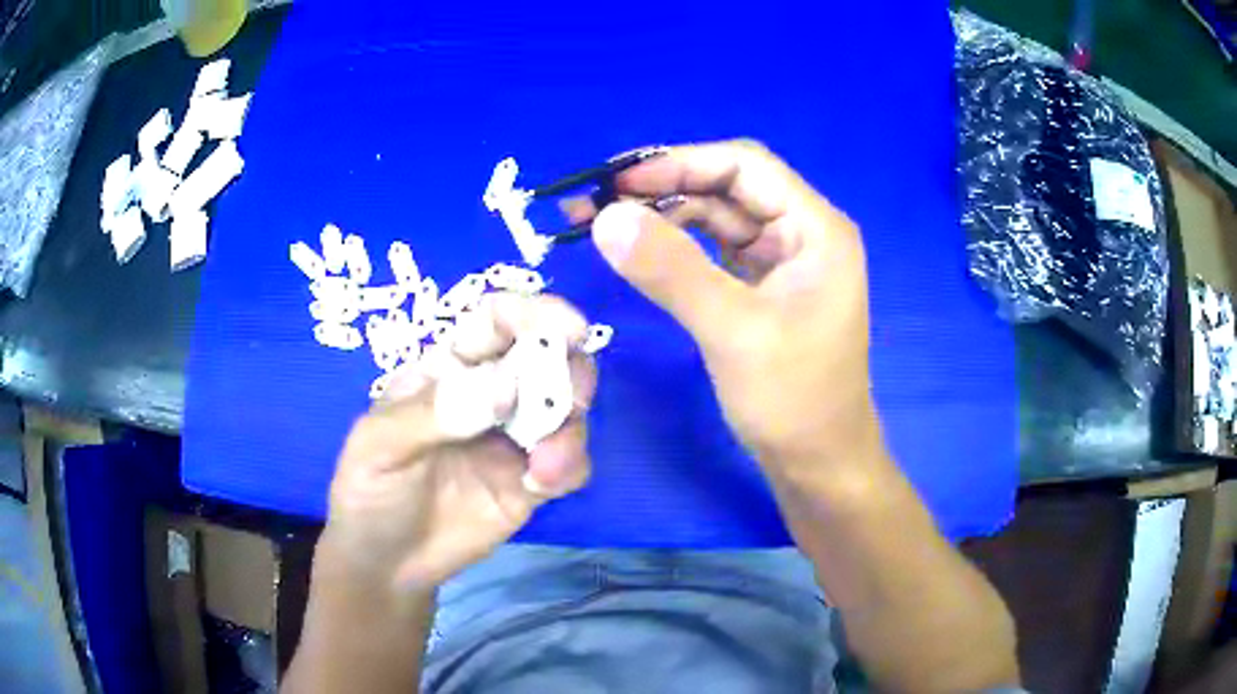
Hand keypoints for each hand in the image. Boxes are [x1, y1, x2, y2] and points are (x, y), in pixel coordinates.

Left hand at [321, 293, 595, 593]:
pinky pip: (571, 461)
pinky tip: (540, 489)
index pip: (496, 321)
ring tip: (544, 466)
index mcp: (448, 369)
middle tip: (570, 400)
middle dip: (568, 369)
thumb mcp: (381, 446)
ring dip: (570, 429)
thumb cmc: (369, 491)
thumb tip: (506, 386)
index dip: (533, 313)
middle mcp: (490, 394)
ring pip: (567, 409)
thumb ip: (435, 413)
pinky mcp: (533, 481)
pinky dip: (569, 467)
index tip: (570, 327)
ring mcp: (515, 438)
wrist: (387, 565)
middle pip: (547, 357)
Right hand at [569, 140, 884, 480]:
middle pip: (726, 187)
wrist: (818, 463)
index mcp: (815, 228)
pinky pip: (713, 252)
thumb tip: (606, 217)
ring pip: (715, 218)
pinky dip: (675, 248)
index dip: (679, 163)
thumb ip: (672, 269)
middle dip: (662, 189)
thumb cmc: (794, 400)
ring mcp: (780, 261)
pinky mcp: (760, 289)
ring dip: (662, 216)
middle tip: (596, 205)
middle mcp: (801, 233)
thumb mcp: (733, 331)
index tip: (618, 183)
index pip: (744, 166)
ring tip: (602, 226)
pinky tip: (639, 252)